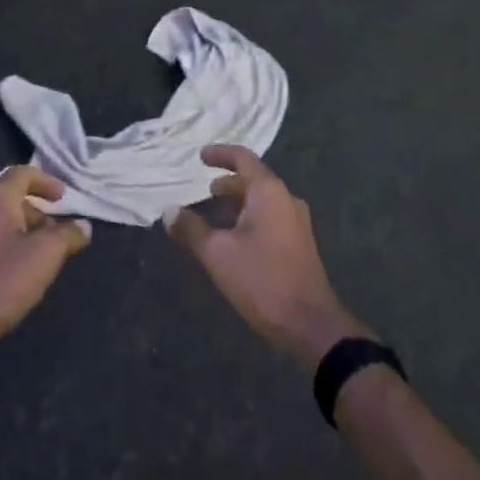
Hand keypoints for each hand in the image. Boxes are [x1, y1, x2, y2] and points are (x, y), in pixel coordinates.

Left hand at [0, 166, 90, 366]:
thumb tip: (83, 226)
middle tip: (54, 234)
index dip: (46, 182)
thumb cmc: (2, 281)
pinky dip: (2, 249)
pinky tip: (12, 276)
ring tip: (37, 257)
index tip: (63, 199)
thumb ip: (67, 236)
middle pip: (9, 199)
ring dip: (19, 233)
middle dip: (36, 213)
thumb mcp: (45, 256)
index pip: (22, 173)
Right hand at [164, 145, 367, 370]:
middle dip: (229, 182)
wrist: (310, 325)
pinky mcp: (300, 244)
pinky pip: (272, 217)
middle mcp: (287, 199)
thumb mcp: (217, 254)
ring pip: (264, 200)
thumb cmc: (262, 280)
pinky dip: (251, 217)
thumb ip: (191, 229)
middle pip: (255, 179)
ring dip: (240, 202)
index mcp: (269, 191)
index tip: (201, 156)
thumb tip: (169, 212)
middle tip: (207, 190)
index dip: (220, 154)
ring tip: (217, 214)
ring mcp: (297, 222)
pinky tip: (237, 238)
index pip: (243, 158)